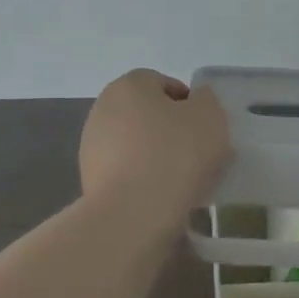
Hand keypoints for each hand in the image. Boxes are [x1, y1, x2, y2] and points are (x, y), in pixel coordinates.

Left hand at [79, 69, 228, 214]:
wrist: (132, 213)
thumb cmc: (175, 155)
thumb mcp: (210, 117)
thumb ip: (206, 100)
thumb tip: (196, 100)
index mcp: (129, 85)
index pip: (163, 83)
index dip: (188, 103)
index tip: (204, 129)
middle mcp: (103, 108)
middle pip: (146, 113)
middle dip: (169, 129)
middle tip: (196, 154)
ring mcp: (92, 144)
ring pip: (134, 143)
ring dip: (155, 155)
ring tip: (181, 180)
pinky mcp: (89, 178)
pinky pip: (125, 171)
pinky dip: (141, 178)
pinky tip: (160, 196)